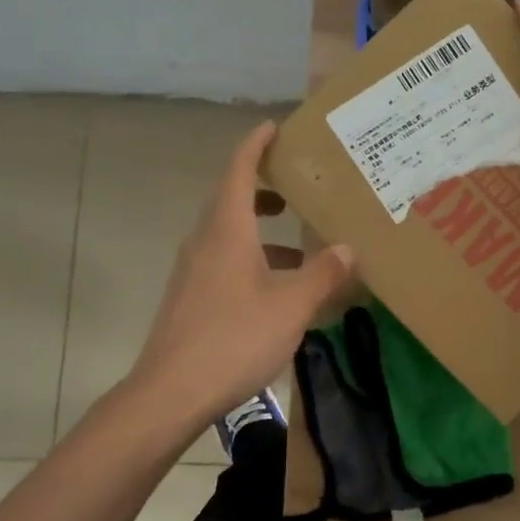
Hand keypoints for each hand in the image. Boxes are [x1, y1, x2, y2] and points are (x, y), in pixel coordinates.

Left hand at [131, 120, 354, 424]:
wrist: (170, 393)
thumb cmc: (234, 339)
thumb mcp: (291, 306)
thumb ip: (322, 274)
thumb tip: (348, 248)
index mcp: (227, 231)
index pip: (239, 171)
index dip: (256, 145)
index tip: (274, 127)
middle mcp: (204, 242)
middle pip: (232, 199)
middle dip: (264, 187)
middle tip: (298, 185)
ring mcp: (193, 271)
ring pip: (229, 235)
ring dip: (262, 231)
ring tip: (301, 243)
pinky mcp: (190, 298)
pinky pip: (224, 262)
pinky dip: (253, 259)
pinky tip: (279, 290)